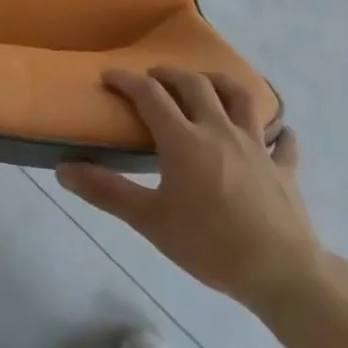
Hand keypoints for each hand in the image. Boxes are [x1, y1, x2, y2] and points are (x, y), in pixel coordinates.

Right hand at [56, 67, 319, 314]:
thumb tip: (63, 169)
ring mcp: (256, 146)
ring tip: (206, 83)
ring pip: (241, 97)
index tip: (109, 75)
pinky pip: (284, 142)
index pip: (150, 95)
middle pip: (194, 85)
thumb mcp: (149, 220)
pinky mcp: (284, 168)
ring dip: (220, 82)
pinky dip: (278, 133)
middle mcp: (219, 131)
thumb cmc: (209, 245)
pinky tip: (277, 134)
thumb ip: (106, 191)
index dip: (127, 81)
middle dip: (170, 74)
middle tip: (153, 77)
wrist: (280, 272)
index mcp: (184, 140)